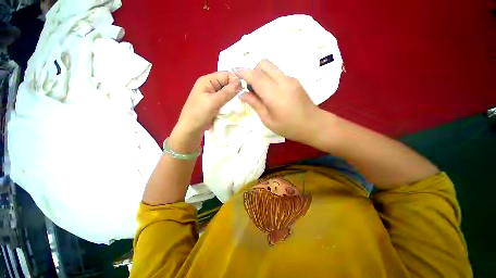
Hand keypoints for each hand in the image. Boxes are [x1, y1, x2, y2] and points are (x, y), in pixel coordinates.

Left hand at [171, 72, 241, 151]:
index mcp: (207, 81)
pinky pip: (225, 100)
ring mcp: (212, 95)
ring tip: (240, 103)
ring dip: (233, 97)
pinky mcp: (214, 103)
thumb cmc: (199, 114)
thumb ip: (227, 92)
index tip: (244, 91)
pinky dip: (230, 103)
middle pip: (227, 83)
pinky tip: (234, 107)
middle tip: (243, 98)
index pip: (226, 75)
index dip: (235, 81)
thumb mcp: (213, 102)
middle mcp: (210, 85)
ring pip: (227, 92)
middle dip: (235, 89)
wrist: (191, 129)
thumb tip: (241, 83)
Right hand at [236, 59, 322, 143]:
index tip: (234, 70)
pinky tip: (271, 91)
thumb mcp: (268, 120)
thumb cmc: (289, 127)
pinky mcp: (295, 80)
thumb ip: (255, 104)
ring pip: (271, 67)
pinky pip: (277, 72)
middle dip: (253, 71)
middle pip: (264, 63)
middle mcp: (283, 81)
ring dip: (261, 74)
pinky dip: (269, 77)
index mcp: (274, 94)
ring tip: (260, 90)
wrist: (314, 125)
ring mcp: (291, 79)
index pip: (255, 76)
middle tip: (251, 87)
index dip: (243, 71)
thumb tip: (242, 93)